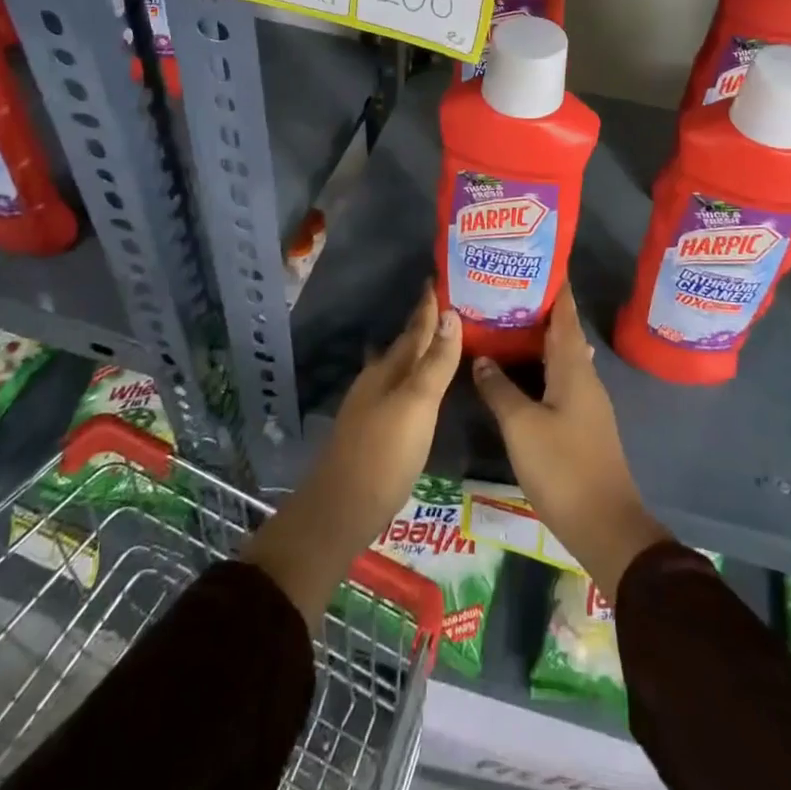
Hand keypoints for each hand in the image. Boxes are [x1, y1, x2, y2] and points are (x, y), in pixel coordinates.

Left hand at [244, 284, 460, 619]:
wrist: (339, 511)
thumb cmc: (383, 454)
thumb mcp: (417, 406)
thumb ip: (435, 363)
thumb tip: (451, 313)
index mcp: (389, 369)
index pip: (415, 328)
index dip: (429, 305)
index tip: (439, 278)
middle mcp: (377, 380)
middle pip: (405, 345)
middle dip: (425, 325)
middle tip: (449, 305)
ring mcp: (370, 405)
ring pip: (398, 365)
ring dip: (417, 350)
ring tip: (437, 338)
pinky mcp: (371, 429)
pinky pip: (397, 388)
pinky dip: (411, 377)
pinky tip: (413, 385)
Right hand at [472, 288, 671, 598]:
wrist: (605, 526)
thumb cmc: (564, 467)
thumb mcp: (522, 426)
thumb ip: (500, 389)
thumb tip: (482, 358)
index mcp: (573, 367)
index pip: (565, 313)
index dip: (554, 285)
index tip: (535, 258)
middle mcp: (584, 376)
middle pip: (561, 331)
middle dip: (537, 308)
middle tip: (503, 289)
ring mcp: (585, 401)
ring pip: (558, 356)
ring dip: (535, 338)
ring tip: (504, 322)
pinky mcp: (580, 423)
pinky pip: (557, 379)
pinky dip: (538, 365)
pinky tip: (518, 370)